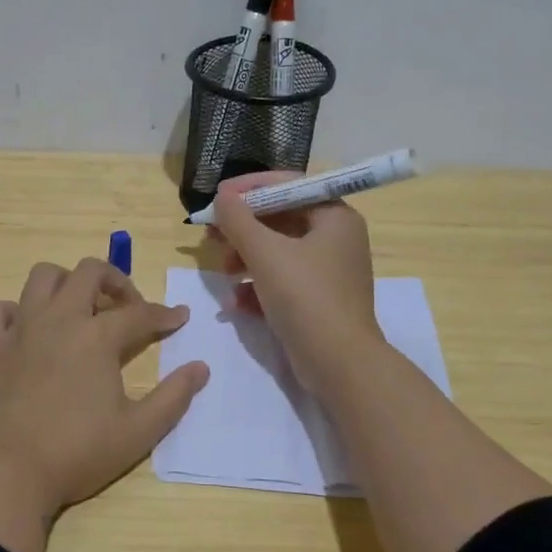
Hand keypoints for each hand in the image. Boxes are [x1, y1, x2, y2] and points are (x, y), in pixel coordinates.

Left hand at [0, 258, 209, 514]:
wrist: (5, 472)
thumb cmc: (77, 453)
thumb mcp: (138, 433)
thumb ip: (173, 397)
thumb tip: (201, 367)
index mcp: (98, 337)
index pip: (140, 313)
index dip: (164, 314)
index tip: (179, 318)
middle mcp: (59, 319)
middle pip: (89, 272)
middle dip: (115, 280)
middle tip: (126, 307)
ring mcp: (19, 328)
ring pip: (42, 277)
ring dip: (65, 283)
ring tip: (77, 309)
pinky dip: (13, 312)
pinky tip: (25, 331)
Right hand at [209, 172, 385, 401]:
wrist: (340, 365)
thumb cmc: (306, 298)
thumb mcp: (265, 253)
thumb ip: (238, 220)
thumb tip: (222, 196)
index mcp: (334, 217)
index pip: (288, 186)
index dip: (249, 188)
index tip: (217, 197)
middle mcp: (336, 239)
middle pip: (280, 220)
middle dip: (242, 229)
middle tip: (211, 236)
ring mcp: (328, 272)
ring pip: (277, 252)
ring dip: (245, 259)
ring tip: (224, 273)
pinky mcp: (318, 301)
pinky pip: (282, 281)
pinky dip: (258, 287)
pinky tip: (236, 303)